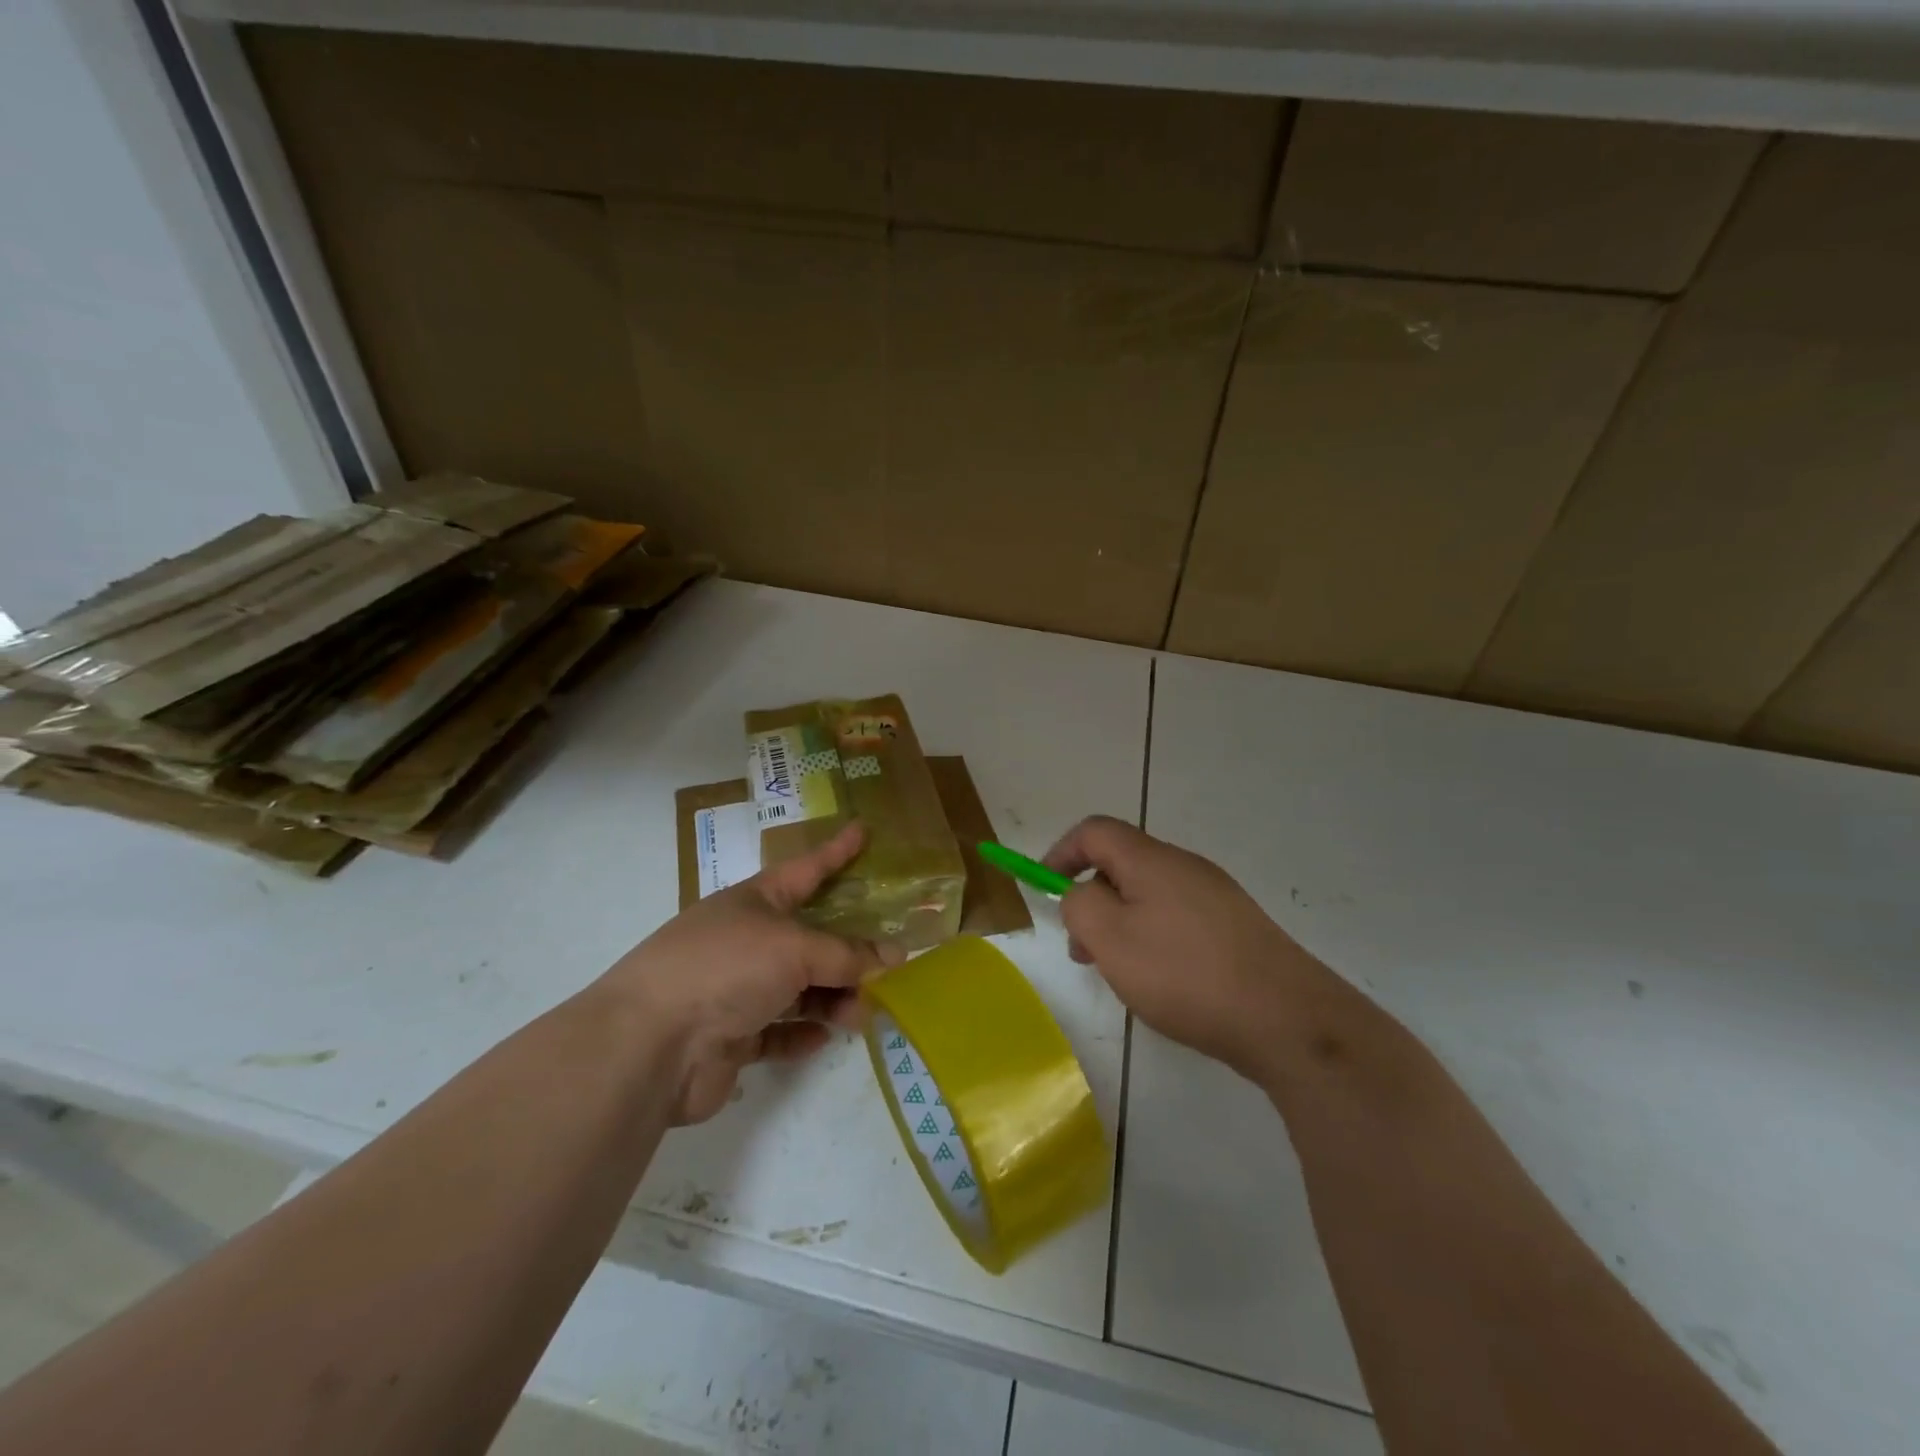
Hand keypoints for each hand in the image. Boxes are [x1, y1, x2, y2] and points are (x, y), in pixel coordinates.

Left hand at [602, 823, 901, 1123]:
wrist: (650, 1044)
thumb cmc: (725, 968)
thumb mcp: (794, 949)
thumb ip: (846, 955)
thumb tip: (893, 958)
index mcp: (755, 901)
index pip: (807, 869)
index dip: (836, 851)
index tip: (862, 830)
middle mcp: (746, 940)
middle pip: (809, 937)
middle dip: (848, 949)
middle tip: (890, 962)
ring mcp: (736, 988)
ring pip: (798, 988)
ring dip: (832, 998)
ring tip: (862, 1013)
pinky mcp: (730, 1036)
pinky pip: (776, 1031)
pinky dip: (800, 1034)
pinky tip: (821, 1039)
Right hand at [1043, 816, 1321, 1080]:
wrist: (1286, 1018)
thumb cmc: (1184, 973)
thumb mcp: (1111, 939)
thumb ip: (1079, 905)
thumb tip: (1080, 893)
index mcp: (1151, 860)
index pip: (1095, 831)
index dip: (1062, 852)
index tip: (1044, 888)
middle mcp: (1185, 866)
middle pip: (1122, 864)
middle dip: (1091, 899)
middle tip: (1082, 950)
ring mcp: (1215, 897)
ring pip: (1149, 896)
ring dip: (1121, 924)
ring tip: (1120, 975)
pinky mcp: (1235, 928)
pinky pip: (1177, 919)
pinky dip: (1153, 939)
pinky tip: (1163, 984)